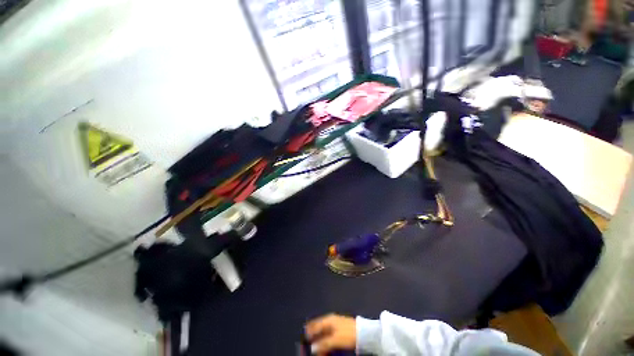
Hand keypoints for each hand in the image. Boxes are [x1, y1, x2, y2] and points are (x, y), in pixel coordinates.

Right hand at [305, 314, 356, 354]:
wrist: (364, 333)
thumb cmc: (348, 334)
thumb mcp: (335, 339)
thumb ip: (324, 343)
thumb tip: (312, 348)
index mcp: (328, 319)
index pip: (315, 325)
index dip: (309, 331)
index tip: (303, 338)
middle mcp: (331, 320)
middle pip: (319, 329)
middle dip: (314, 337)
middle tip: (308, 345)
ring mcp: (336, 325)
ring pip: (324, 333)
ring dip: (320, 341)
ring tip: (316, 350)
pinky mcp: (340, 331)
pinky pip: (329, 336)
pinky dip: (326, 342)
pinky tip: (325, 347)